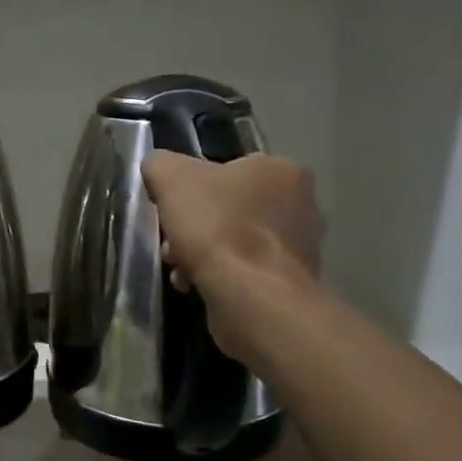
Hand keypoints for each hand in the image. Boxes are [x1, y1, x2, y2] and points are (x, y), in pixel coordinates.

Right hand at [141, 151, 322, 353]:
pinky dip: (220, 276)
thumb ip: (161, 164)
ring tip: (180, 270)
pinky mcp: (292, 282)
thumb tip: (159, 170)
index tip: (172, 207)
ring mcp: (301, 246)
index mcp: (281, 169)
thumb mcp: (170, 176)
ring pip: (235, 241)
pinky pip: (245, 271)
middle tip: (172, 242)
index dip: (193, 187)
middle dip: (195, 225)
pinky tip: (197, 286)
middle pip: (229, 207)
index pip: (229, 168)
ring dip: (202, 252)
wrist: (250, 296)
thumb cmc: (216, 226)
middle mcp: (301, 203)